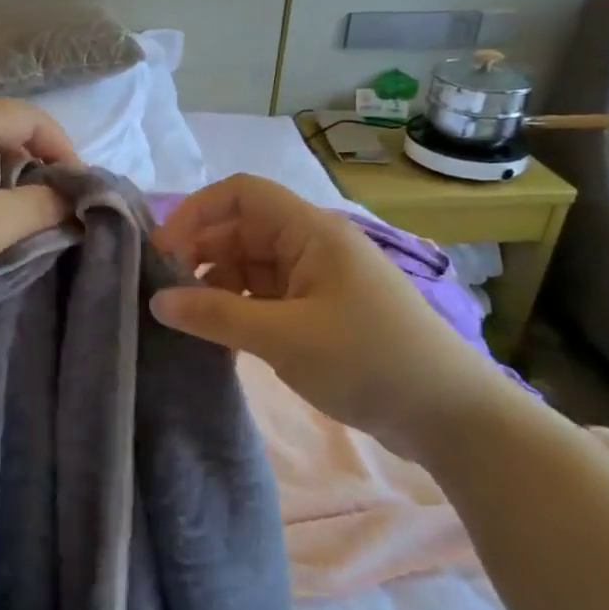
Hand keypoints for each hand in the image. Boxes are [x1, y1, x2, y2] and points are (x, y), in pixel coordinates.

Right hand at [149, 175, 516, 461]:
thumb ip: (216, 314)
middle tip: (166, 293)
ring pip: (251, 263)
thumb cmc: (369, 360)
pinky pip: (265, 294)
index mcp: (311, 231)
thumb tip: (157, 301)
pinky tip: (219, 333)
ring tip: (189, 317)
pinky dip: (238, 307)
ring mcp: (317, 278)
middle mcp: (312, 244)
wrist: (451, 416)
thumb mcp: (284, 337)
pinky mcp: (320, 310)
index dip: (196, 212)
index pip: (241, 193)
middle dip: (200, 252)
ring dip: (216, 283)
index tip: (163, 252)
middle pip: (241, 228)